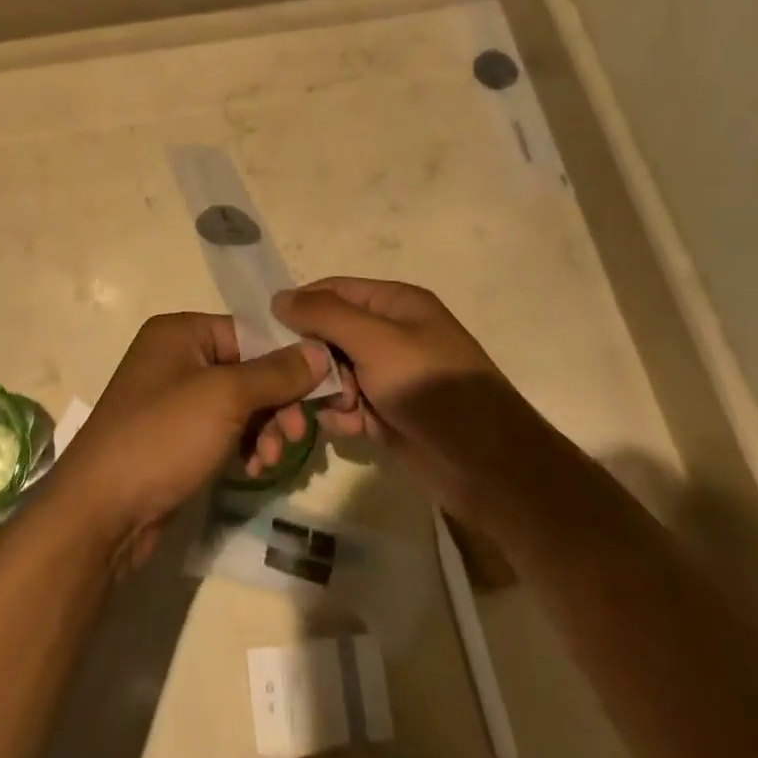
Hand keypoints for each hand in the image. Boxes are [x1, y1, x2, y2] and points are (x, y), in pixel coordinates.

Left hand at [48, 313, 331, 569]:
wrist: (101, 512)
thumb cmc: (163, 437)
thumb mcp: (225, 397)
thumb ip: (276, 373)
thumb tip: (320, 349)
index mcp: (181, 332)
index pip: (250, 332)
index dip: (288, 359)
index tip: (321, 390)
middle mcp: (176, 357)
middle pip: (248, 369)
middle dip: (276, 403)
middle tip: (295, 435)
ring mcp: (174, 399)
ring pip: (240, 403)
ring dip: (264, 429)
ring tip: (270, 460)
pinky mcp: (175, 437)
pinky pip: (223, 429)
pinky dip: (244, 445)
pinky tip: (253, 470)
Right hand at [268, 278, 525, 515]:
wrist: (488, 467)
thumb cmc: (431, 389)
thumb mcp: (376, 341)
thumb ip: (325, 315)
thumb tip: (279, 297)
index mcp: (394, 303)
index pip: (333, 290)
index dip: (301, 307)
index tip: (269, 333)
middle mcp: (390, 333)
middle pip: (329, 334)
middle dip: (311, 359)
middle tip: (297, 383)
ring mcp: (389, 375)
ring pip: (334, 373)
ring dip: (326, 392)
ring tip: (334, 411)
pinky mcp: (388, 412)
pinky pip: (349, 405)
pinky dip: (344, 416)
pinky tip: (351, 429)